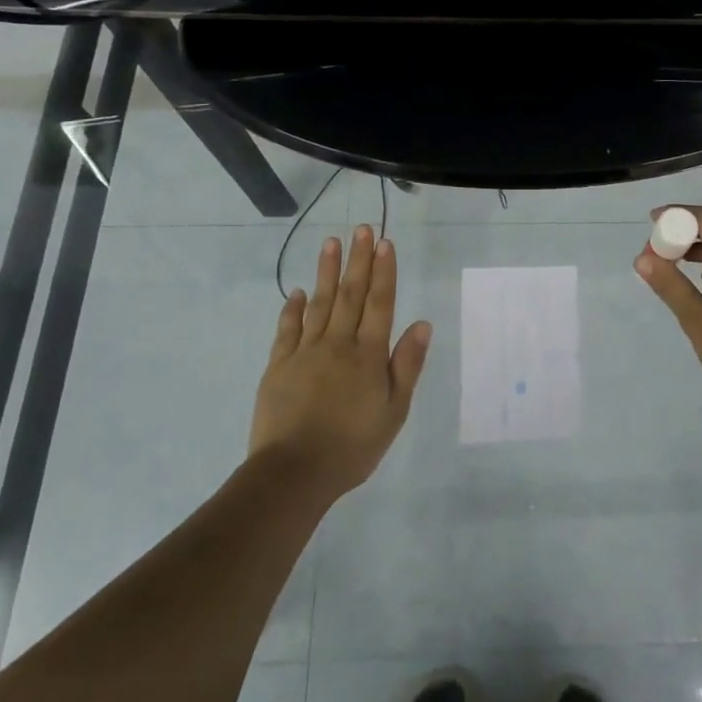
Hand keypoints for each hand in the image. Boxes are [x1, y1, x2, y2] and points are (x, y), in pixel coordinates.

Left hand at [249, 225, 431, 495]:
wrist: (294, 473)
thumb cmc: (353, 446)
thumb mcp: (394, 411)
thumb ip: (407, 365)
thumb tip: (422, 323)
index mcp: (369, 355)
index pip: (380, 303)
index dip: (384, 271)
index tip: (384, 242)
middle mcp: (338, 344)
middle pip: (350, 294)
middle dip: (358, 260)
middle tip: (361, 228)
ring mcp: (305, 352)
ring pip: (318, 303)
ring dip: (326, 271)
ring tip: (331, 242)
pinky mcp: (278, 366)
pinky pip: (287, 329)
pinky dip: (292, 308)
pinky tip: (296, 291)